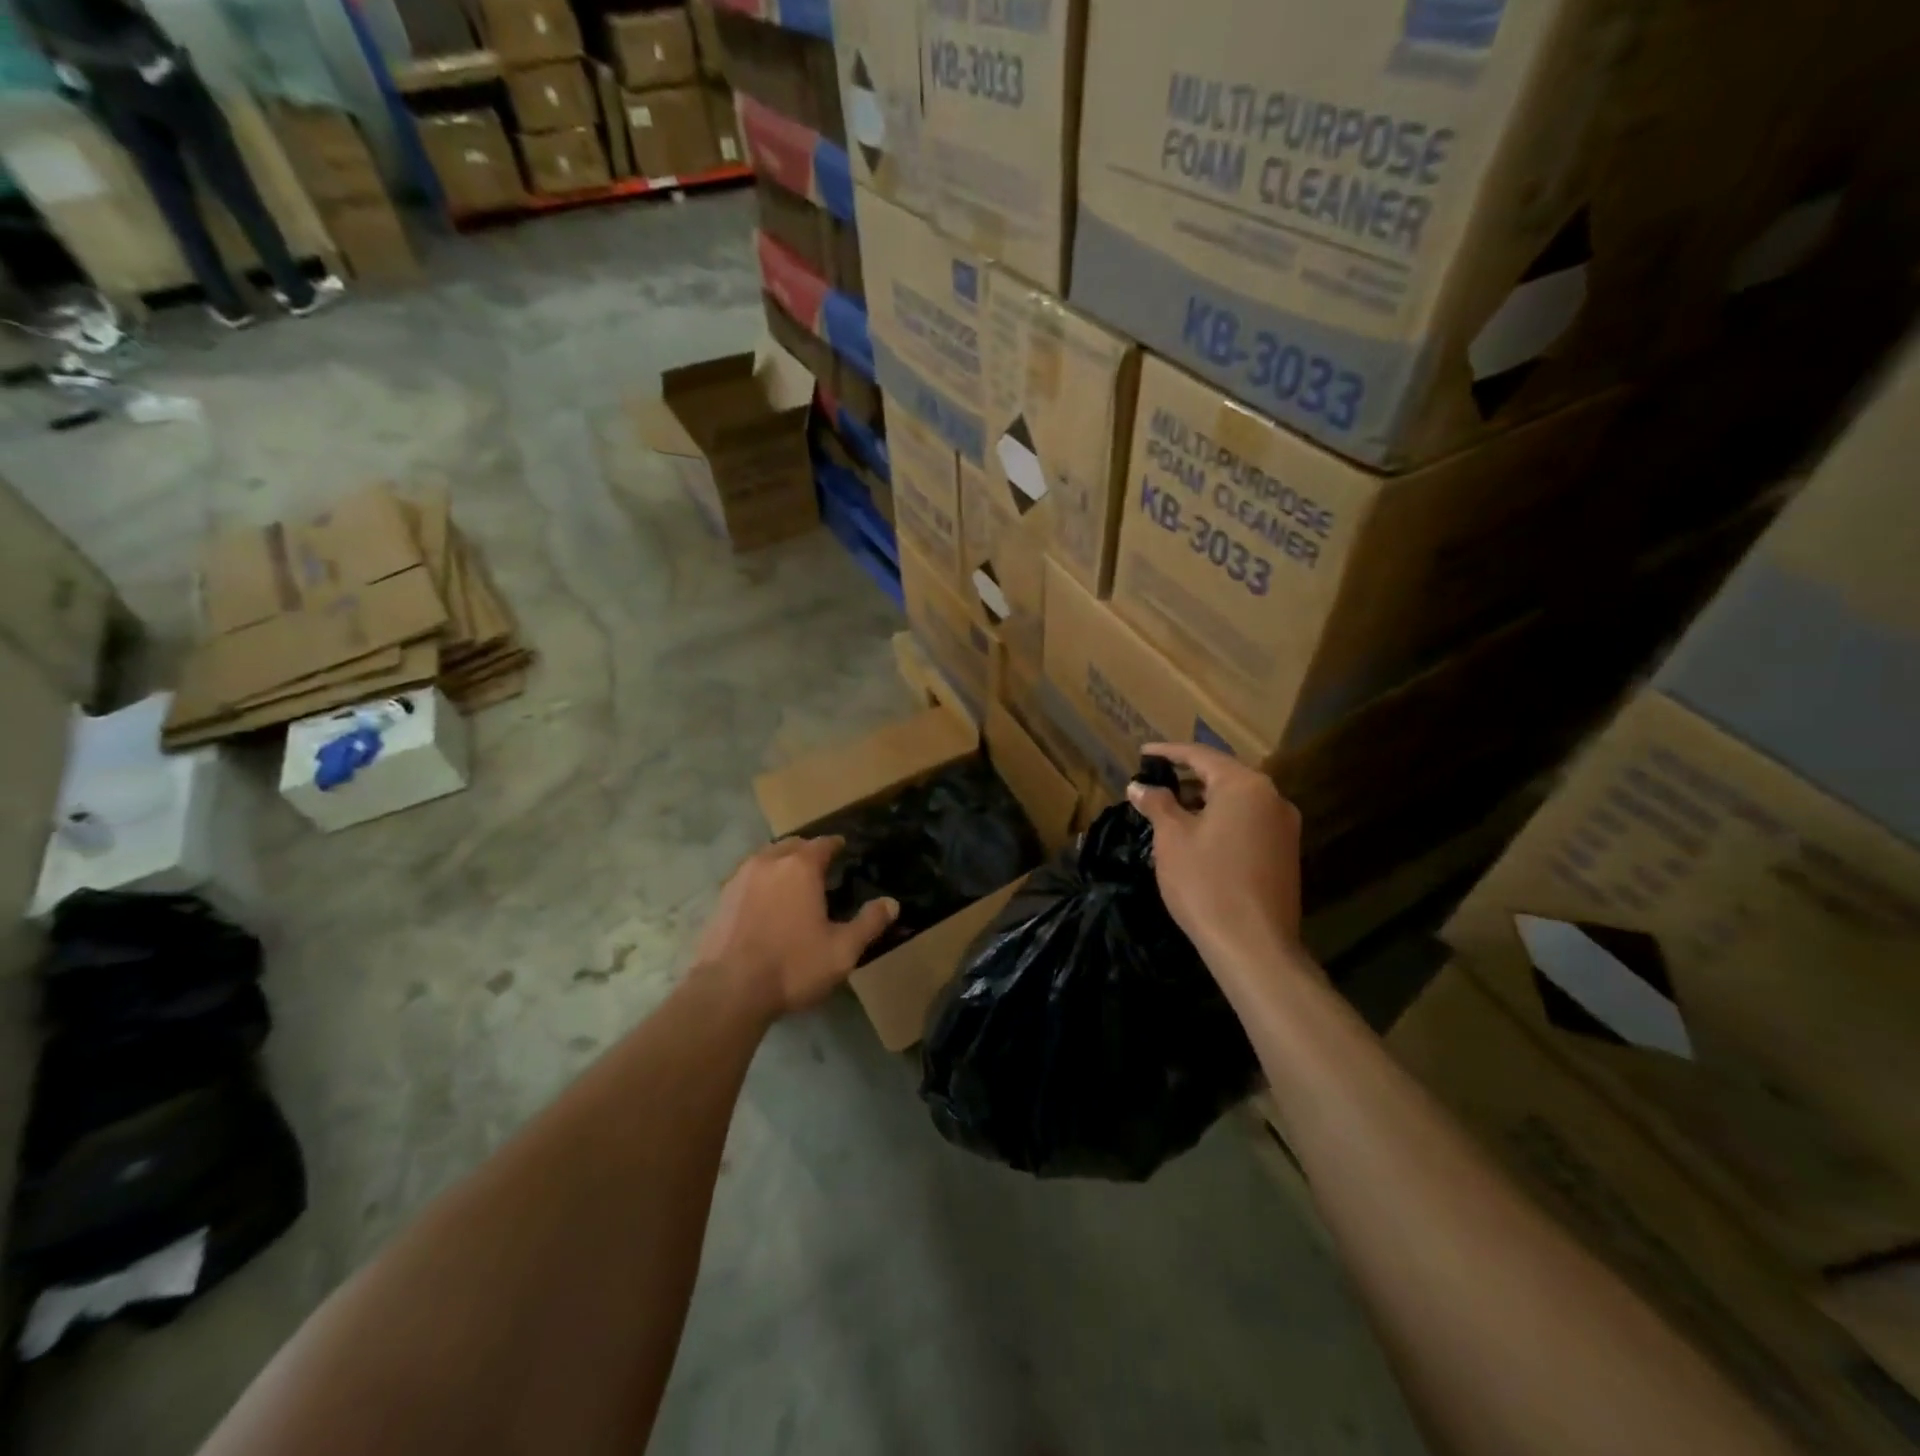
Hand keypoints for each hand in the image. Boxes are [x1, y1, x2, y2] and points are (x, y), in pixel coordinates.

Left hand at [691, 836, 896, 1020]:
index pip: (822, 843)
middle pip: (791, 845)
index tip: (843, 848)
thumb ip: (869, 923)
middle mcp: (768, 863)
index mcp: (800, 867)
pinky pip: (746, 878)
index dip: (835, 844)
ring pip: (765, 859)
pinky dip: (760, 882)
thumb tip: (892, 904)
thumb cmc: (792, 966)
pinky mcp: (720, 899)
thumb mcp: (842, 950)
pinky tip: (764, 902)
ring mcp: (739, 879)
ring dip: (780, 863)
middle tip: (820, 865)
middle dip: (807, 850)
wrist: (728, 992)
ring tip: (792, 881)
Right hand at [1127, 743, 1304, 974]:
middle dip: (1188, 776)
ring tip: (1172, 807)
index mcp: (1244, 785)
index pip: (1201, 755)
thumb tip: (1139, 786)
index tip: (1143, 753)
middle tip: (1156, 779)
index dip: (1168, 752)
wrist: (1253, 945)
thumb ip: (1157, 804)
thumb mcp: (1172, 838)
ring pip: (1238, 800)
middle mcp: (1272, 798)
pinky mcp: (1285, 853)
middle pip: (1224, 775)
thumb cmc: (1206, 882)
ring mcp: (1284, 827)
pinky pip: (1249, 822)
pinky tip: (1199, 834)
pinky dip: (1222, 819)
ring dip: (1205, 799)